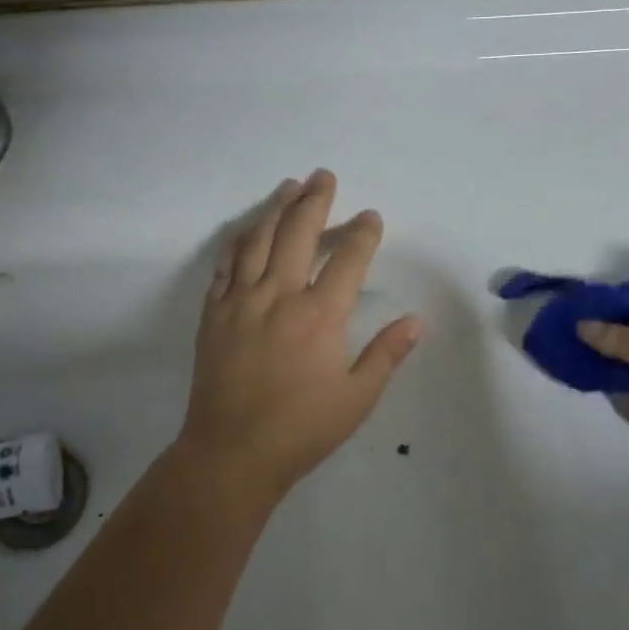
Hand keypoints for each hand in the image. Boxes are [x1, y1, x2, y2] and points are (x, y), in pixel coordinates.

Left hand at [176, 170, 421, 500]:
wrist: (231, 453)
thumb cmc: (301, 430)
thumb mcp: (356, 399)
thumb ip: (386, 354)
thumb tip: (415, 320)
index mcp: (320, 316)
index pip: (348, 259)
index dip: (363, 233)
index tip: (371, 216)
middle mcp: (279, 296)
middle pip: (299, 233)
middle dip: (316, 200)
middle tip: (324, 176)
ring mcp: (240, 301)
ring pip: (259, 240)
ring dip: (276, 208)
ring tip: (289, 187)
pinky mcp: (213, 314)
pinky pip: (225, 265)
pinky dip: (239, 241)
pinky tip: (248, 230)